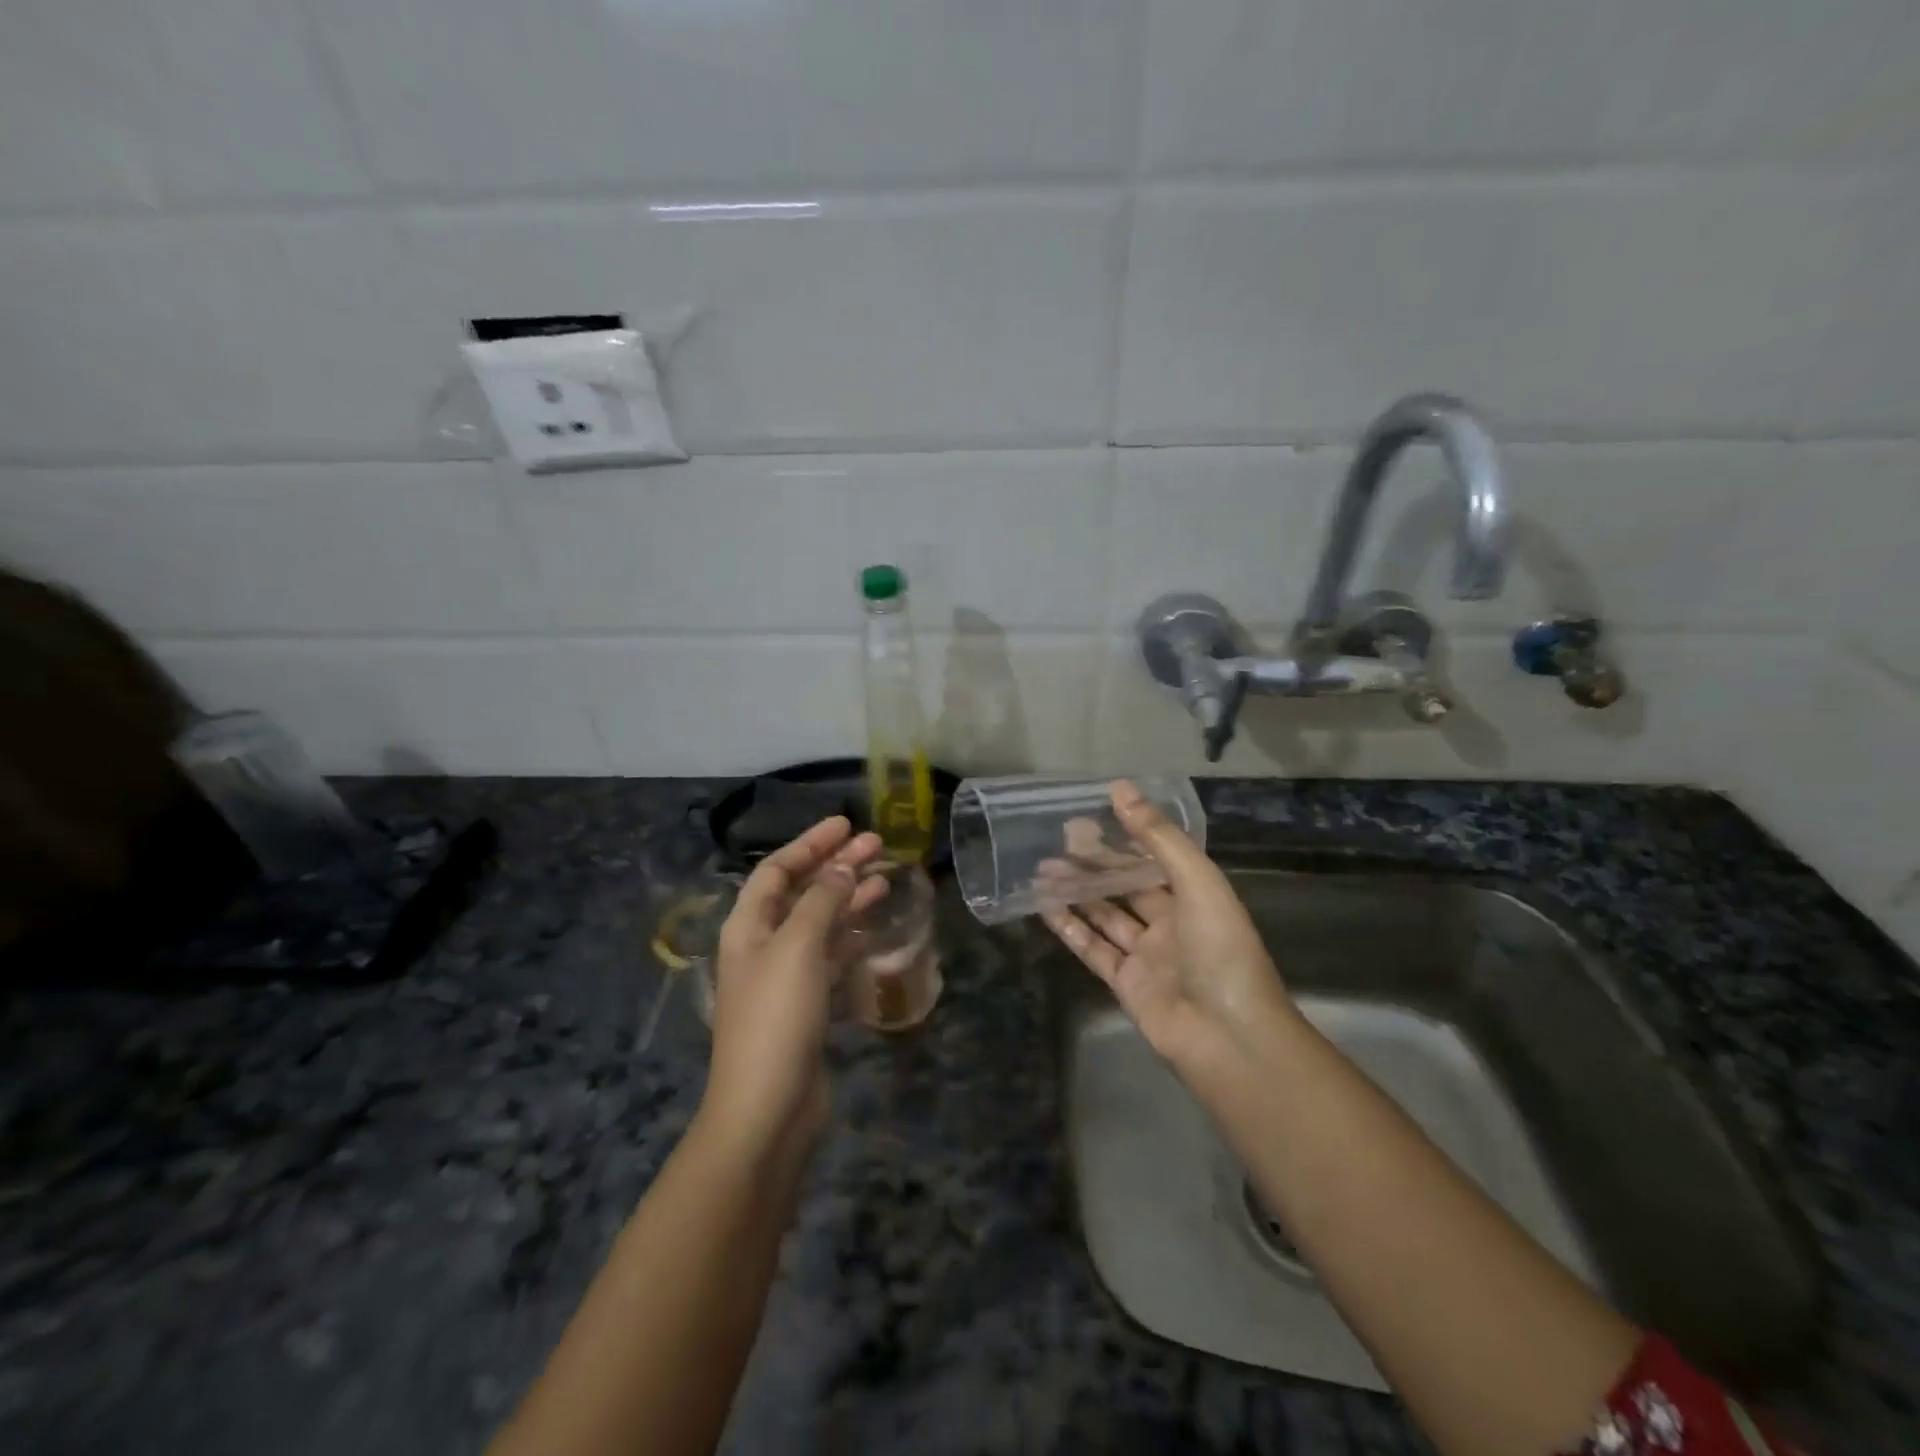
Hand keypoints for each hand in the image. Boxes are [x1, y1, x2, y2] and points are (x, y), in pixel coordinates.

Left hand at [700, 817, 885, 1155]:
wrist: (767, 1109)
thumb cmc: (776, 1018)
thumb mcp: (798, 948)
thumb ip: (823, 901)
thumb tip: (844, 866)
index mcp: (748, 926)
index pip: (777, 869)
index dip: (810, 843)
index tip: (846, 824)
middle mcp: (763, 945)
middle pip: (801, 891)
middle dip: (835, 865)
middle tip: (877, 844)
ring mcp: (785, 976)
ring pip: (820, 922)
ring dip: (848, 897)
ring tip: (884, 877)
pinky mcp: (807, 1004)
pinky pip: (831, 954)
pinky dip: (851, 934)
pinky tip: (874, 924)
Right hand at [1042, 781, 1293, 1074]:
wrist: (1228, 1038)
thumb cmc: (1221, 951)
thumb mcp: (1198, 883)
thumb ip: (1159, 837)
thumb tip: (1121, 788)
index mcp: (1196, 897)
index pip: (1155, 858)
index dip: (1125, 836)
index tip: (1091, 815)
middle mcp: (1171, 923)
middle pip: (1126, 885)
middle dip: (1095, 862)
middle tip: (1058, 839)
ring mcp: (1147, 955)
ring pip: (1105, 915)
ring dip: (1077, 891)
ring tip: (1043, 868)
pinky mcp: (1125, 984)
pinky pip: (1092, 949)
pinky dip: (1069, 928)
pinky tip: (1045, 906)